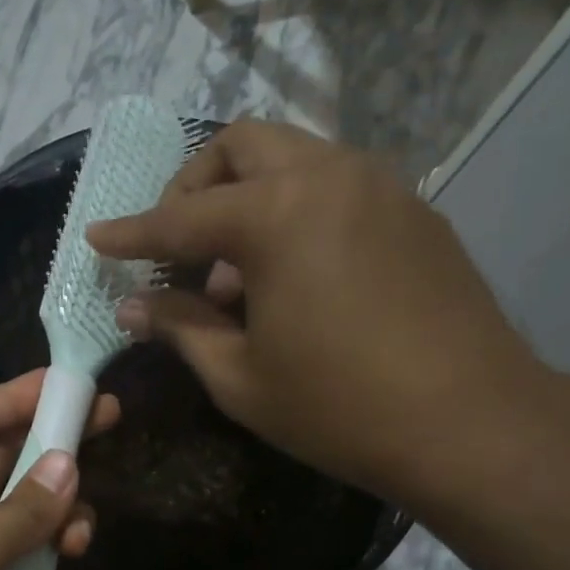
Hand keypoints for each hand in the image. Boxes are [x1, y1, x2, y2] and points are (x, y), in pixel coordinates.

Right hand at [90, 119, 545, 499]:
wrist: (472, 422)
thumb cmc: (339, 407)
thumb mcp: (240, 376)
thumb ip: (180, 327)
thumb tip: (132, 307)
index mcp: (277, 215)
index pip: (180, 219)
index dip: (131, 234)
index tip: (97, 237)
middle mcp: (329, 176)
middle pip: (241, 146)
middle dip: (193, 187)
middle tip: (175, 246)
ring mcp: (380, 186)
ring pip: (292, 158)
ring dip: (245, 198)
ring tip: (232, 275)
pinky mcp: (413, 211)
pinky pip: (333, 186)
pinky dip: (293, 211)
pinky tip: (290, 276)